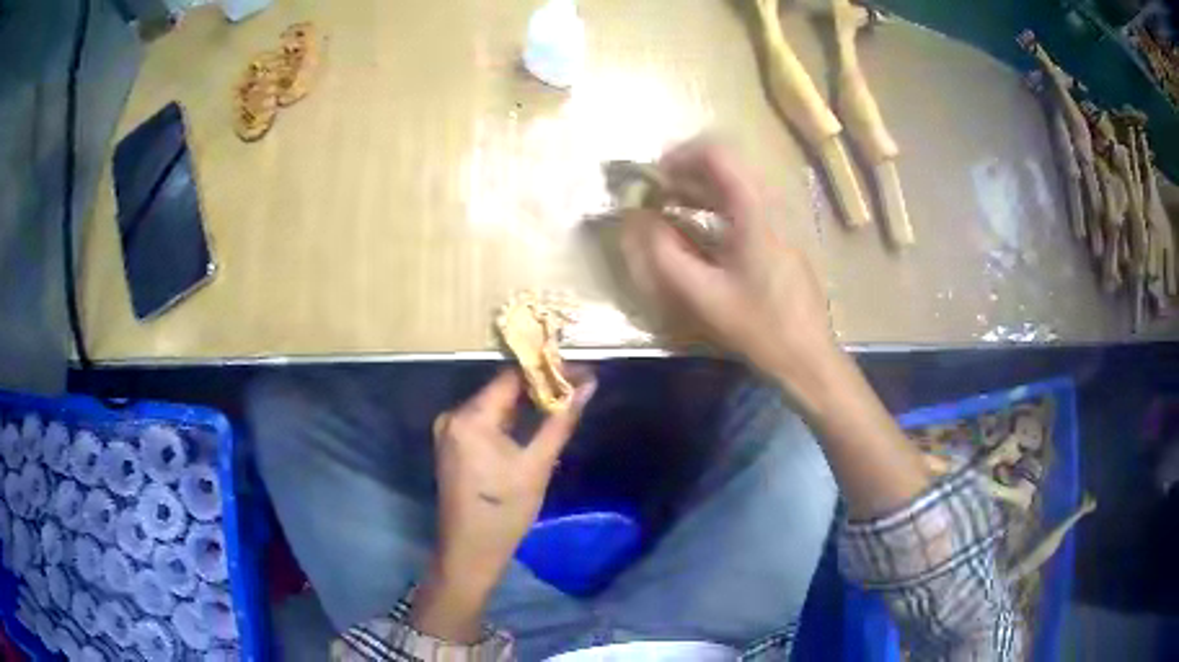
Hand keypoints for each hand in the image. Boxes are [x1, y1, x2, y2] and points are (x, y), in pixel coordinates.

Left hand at [422, 370, 595, 612]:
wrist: (469, 551)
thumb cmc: (505, 512)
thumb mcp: (537, 465)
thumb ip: (560, 420)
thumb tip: (588, 384)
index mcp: (470, 417)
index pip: (511, 377)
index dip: (546, 371)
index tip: (579, 373)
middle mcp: (454, 416)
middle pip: (501, 390)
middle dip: (538, 388)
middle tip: (576, 389)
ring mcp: (449, 431)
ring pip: (494, 406)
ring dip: (525, 406)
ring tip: (562, 404)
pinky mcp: (451, 445)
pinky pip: (484, 422)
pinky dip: (509, 422)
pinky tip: (533, 426)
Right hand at [621, 137, 837, 384]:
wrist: (808, 357)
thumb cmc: (759, 327)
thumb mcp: (703, 295)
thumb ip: (664, 254)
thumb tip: (639, 219)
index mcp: (755, 212)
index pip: (718, 154)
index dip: (681, 156)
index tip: (653, 176)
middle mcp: (772, 205)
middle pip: (728, 166)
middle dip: (686, 172)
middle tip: (656, 193)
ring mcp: (782, 221)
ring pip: (737, 185)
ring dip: (700, 188)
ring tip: (669, 208)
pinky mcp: (783, 237)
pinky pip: (746, 204)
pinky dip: (716, 206)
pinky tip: (699, 230)